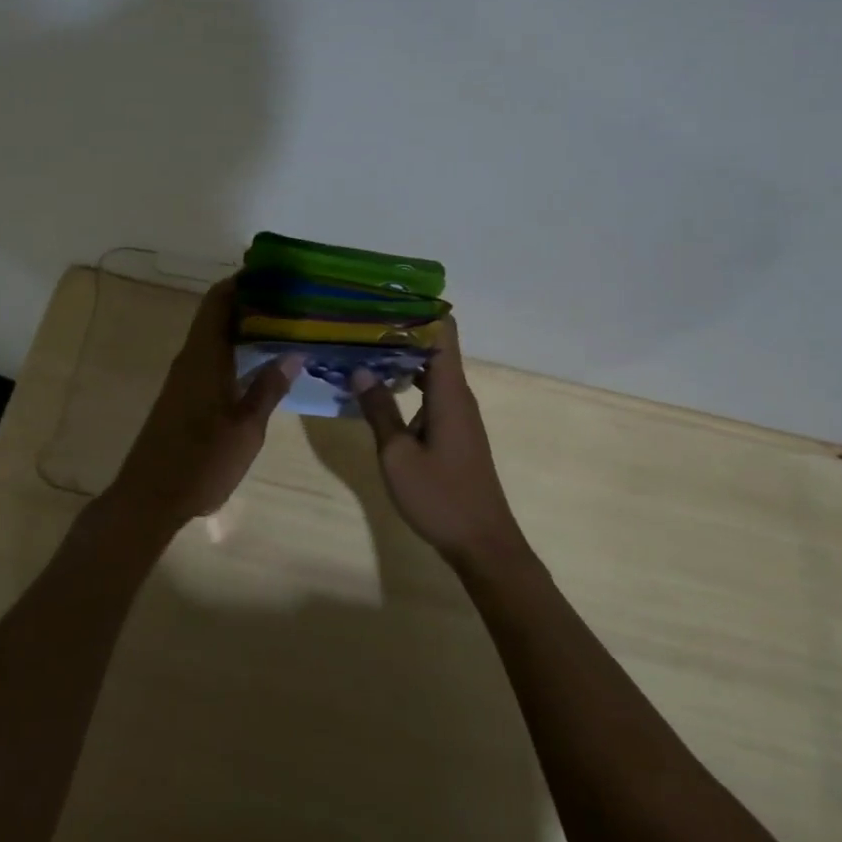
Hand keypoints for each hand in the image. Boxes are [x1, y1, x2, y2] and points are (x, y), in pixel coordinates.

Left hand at [110, 279, 300, 524]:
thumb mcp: (246, 428)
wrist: (150, 497)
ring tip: (282, 323)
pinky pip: (211, 356)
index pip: (219, 301)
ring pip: (214, 336)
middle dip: (249, 301)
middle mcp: (191, 359)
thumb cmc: (202, 461)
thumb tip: (293, 353)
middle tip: (289, 298)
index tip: (272, 271)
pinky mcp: (183, 396)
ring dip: (242, 325)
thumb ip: (268, 388)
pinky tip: (258, 361)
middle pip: (216, 314)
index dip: (242, 281)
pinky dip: (234, 348)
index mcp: (204, 357)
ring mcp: (184, 378)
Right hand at [351, 318, 525, 564]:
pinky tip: (379, 388)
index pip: (442, 331)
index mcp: (449, 391)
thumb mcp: (397, 454)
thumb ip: (379, 409)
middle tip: (358, 321)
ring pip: (430, 369)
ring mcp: (458, 413)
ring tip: (361, 346)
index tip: (384, 298)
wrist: (482, 543)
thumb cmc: (440, 496)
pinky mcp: (454, 430)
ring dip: (400, 357)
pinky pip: (431, 391)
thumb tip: (359, 369)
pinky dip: (406, 381)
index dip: (418, 309)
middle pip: (434, 346)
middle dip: (399, 330)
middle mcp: (458, 394)